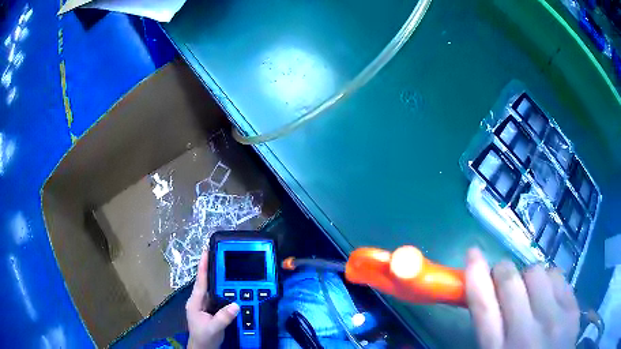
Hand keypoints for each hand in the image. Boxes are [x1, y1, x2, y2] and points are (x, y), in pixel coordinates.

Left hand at [186, 251, 239, 348]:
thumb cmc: (204, 337)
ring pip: (213, 289)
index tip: (206, 251)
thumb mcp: (214, 328)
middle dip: (212, 268)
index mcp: (195, 302)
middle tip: (221, 255)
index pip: (200, 281)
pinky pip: (218, 297)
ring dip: (219, 279)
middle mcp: (199, 300)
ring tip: (227, 267)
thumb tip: (236, 304)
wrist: (204, 347)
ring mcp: (205, 305)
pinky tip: (231, 287)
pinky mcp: (211, 309)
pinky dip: (224, 291)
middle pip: (206, 282)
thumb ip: (223, 317)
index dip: (203, 266)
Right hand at [465, 248, 579, 348]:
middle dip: (502, 270)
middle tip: (502, 277)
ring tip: (529, 292)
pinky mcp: (572, 309)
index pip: (484, 307)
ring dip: (526, 277)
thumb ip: (489, 332)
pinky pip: (558, 276)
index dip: (476, 276)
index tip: (472, 253)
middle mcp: (526, 333)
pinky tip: (547, 295)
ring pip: (536, 272)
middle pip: (510, 282)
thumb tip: (487, 296)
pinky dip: (548, 279)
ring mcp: (554, 318)